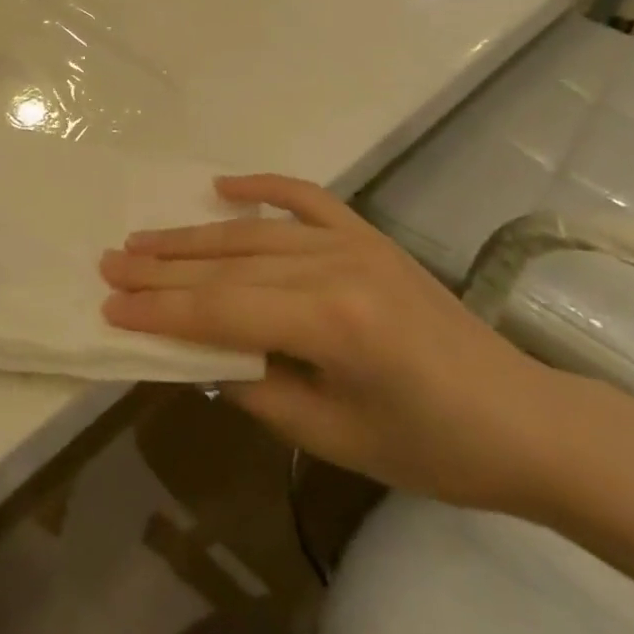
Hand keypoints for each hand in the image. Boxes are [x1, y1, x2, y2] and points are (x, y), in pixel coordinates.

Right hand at [102, 174, 574, 514]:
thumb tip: (197, 356)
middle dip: (164, 268)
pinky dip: (262, 187)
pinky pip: (307, 198)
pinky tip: (224, 184)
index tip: (110, 303)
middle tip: (110, 262)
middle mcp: (337, 266)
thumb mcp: (333, 437)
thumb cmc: (432, 448)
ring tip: (144, 239)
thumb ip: (257, 388)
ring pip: (255, 233)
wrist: (523, 419)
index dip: (161, 310)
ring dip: (194, 236)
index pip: (222, 310)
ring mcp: (355, 242)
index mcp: (332, 322)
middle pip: (229, 264)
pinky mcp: (369, 236)